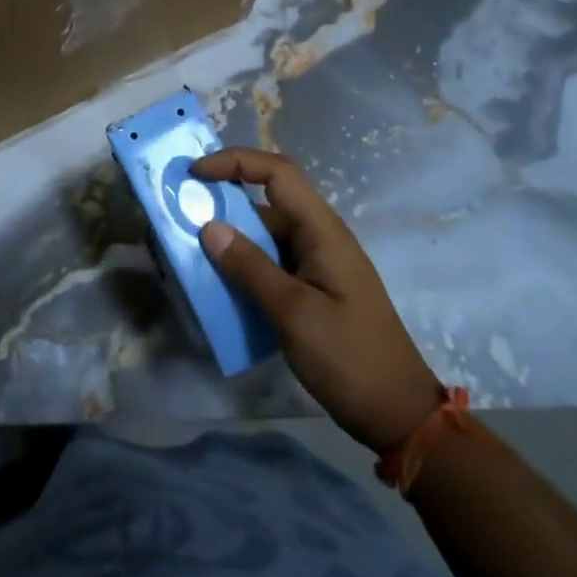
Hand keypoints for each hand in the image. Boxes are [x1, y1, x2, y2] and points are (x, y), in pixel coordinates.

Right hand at [195, 148, 440, 454]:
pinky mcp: (311, 290)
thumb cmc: (350, 357)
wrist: (397, 414)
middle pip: (266, 202)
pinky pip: (270, 264)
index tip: (196, 173)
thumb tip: (209, 227)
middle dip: (223, 202)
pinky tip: (216, 285)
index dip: (236, 162)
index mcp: (322, 230)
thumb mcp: (295, 313)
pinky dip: (242, 267)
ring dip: (229, 239)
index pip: (278, 173)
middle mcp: (319, 238)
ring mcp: (316, 265)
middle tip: (180, 214)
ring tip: (188, 251)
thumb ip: (251, 268)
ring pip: (264, 236)